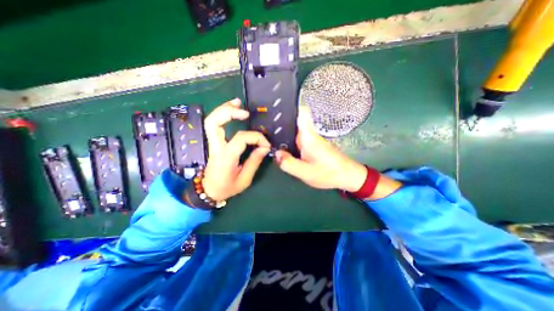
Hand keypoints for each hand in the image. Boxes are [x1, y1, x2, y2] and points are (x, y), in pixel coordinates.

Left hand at [203, 97, 271, 200]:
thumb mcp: (245, 179)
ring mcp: (213, 143)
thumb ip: (255, 161)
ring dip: (224, 109)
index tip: (266, 145)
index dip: (256, 138)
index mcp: (225, 157)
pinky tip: (232, 109)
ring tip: (237, 102)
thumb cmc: (227, 187)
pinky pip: (215, 124)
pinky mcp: (215, 142)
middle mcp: (217, 147)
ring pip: (212, 120)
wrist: (210, 191)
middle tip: (245, 112)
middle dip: (229, 113)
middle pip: (214, 122)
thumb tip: (265, 147)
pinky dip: (222, 114)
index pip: (241, 138)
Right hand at [273, 106, 365, 191]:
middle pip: (293, 122)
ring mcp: (311, 139)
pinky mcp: (312, 145)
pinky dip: (288, 142)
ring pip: (294, 131)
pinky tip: (282, 149)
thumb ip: (289, 164)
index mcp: (309, 136)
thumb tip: (276, 154)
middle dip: (279, 124)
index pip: (302, 113)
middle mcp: (309, 134)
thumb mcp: (306, 173)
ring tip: (269, 139)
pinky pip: (297, 140)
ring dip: (283, 134)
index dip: (290, 107)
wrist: (347, 176)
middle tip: (264, 130)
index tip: (276, 108)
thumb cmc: (329, 173)